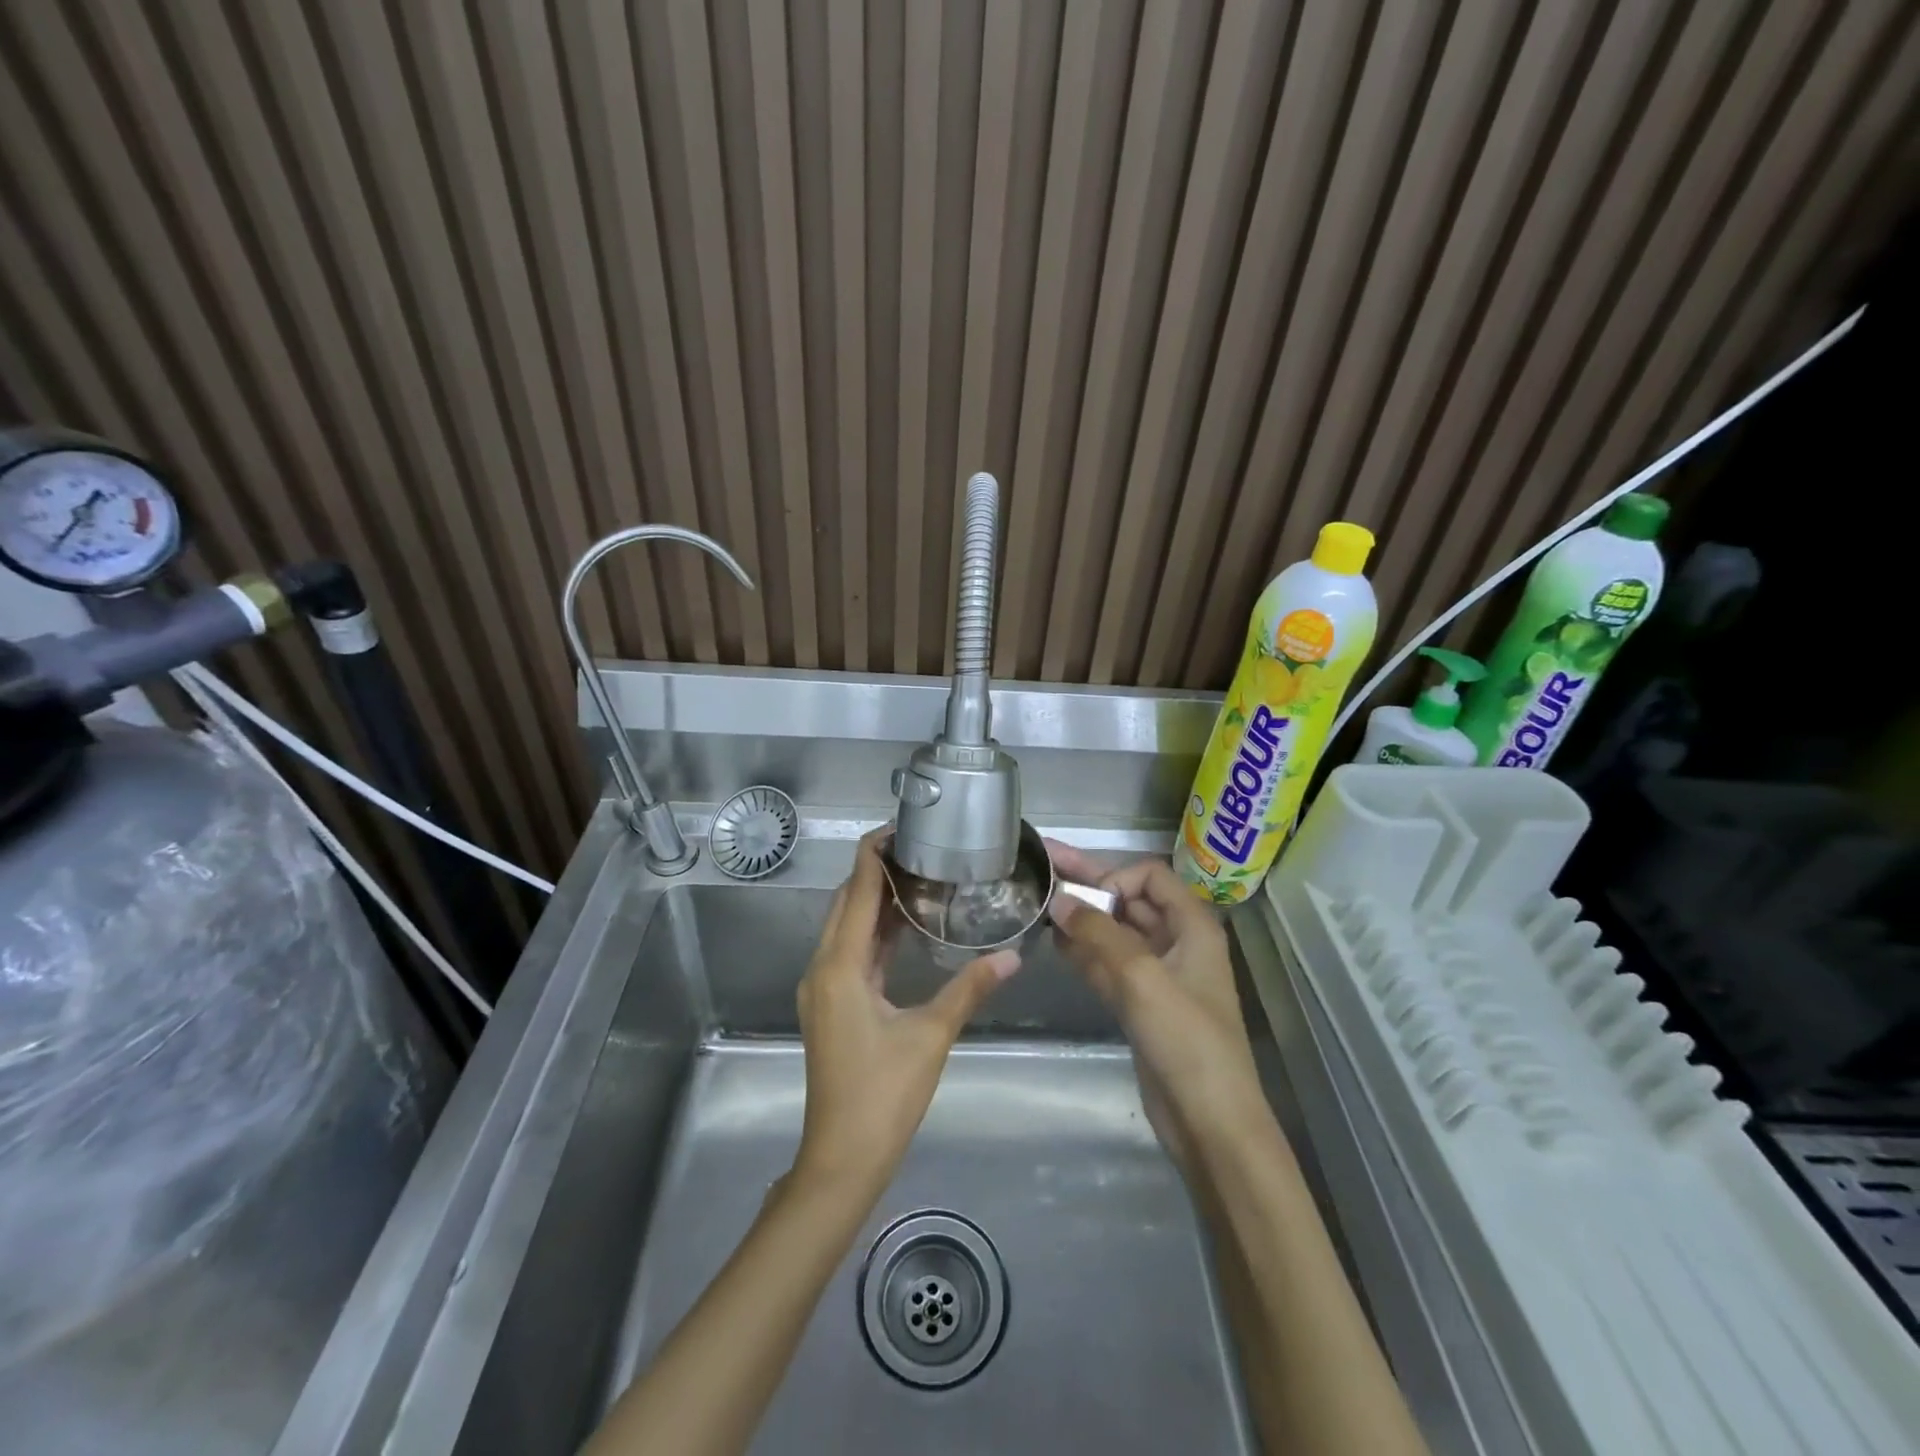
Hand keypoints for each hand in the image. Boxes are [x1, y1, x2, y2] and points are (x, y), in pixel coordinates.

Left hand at [792, 829, 1019, 1197]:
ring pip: (845, 928)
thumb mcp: (931, 1036)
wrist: (842, 1158)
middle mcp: (823, 967)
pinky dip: (873, 933)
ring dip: (874, 901)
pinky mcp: (830, 1005)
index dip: (874, 853)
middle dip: (876, 871)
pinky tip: (904, 928)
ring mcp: (822, 988)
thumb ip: (970, 989)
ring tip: (917, 877)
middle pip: (847, 902)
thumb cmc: (884, 1095)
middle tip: (919, 849)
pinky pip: (849, 952)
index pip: (857, 890)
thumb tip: (1013, 956)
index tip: (901, 825)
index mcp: (841, 965)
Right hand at [1046, 845, 1268, 1170]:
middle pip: (1128, 901)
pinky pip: (1107, 964)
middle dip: (1088, 885)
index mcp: (1192, 926)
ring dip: (1081, 919)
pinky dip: (1083, 951)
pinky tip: (1054, 942)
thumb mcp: (1142, 978)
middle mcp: (1176, 942)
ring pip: (1114, 933)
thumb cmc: (1186, 1040)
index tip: (1084, 903)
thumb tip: (1058, 901)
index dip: (1115, 879)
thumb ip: (1098, 934)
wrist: (1209, 1122)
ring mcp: (1156, 974)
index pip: (1149, 877)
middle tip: (1044, 863)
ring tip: (1038, 904)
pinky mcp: (1140, 1003)